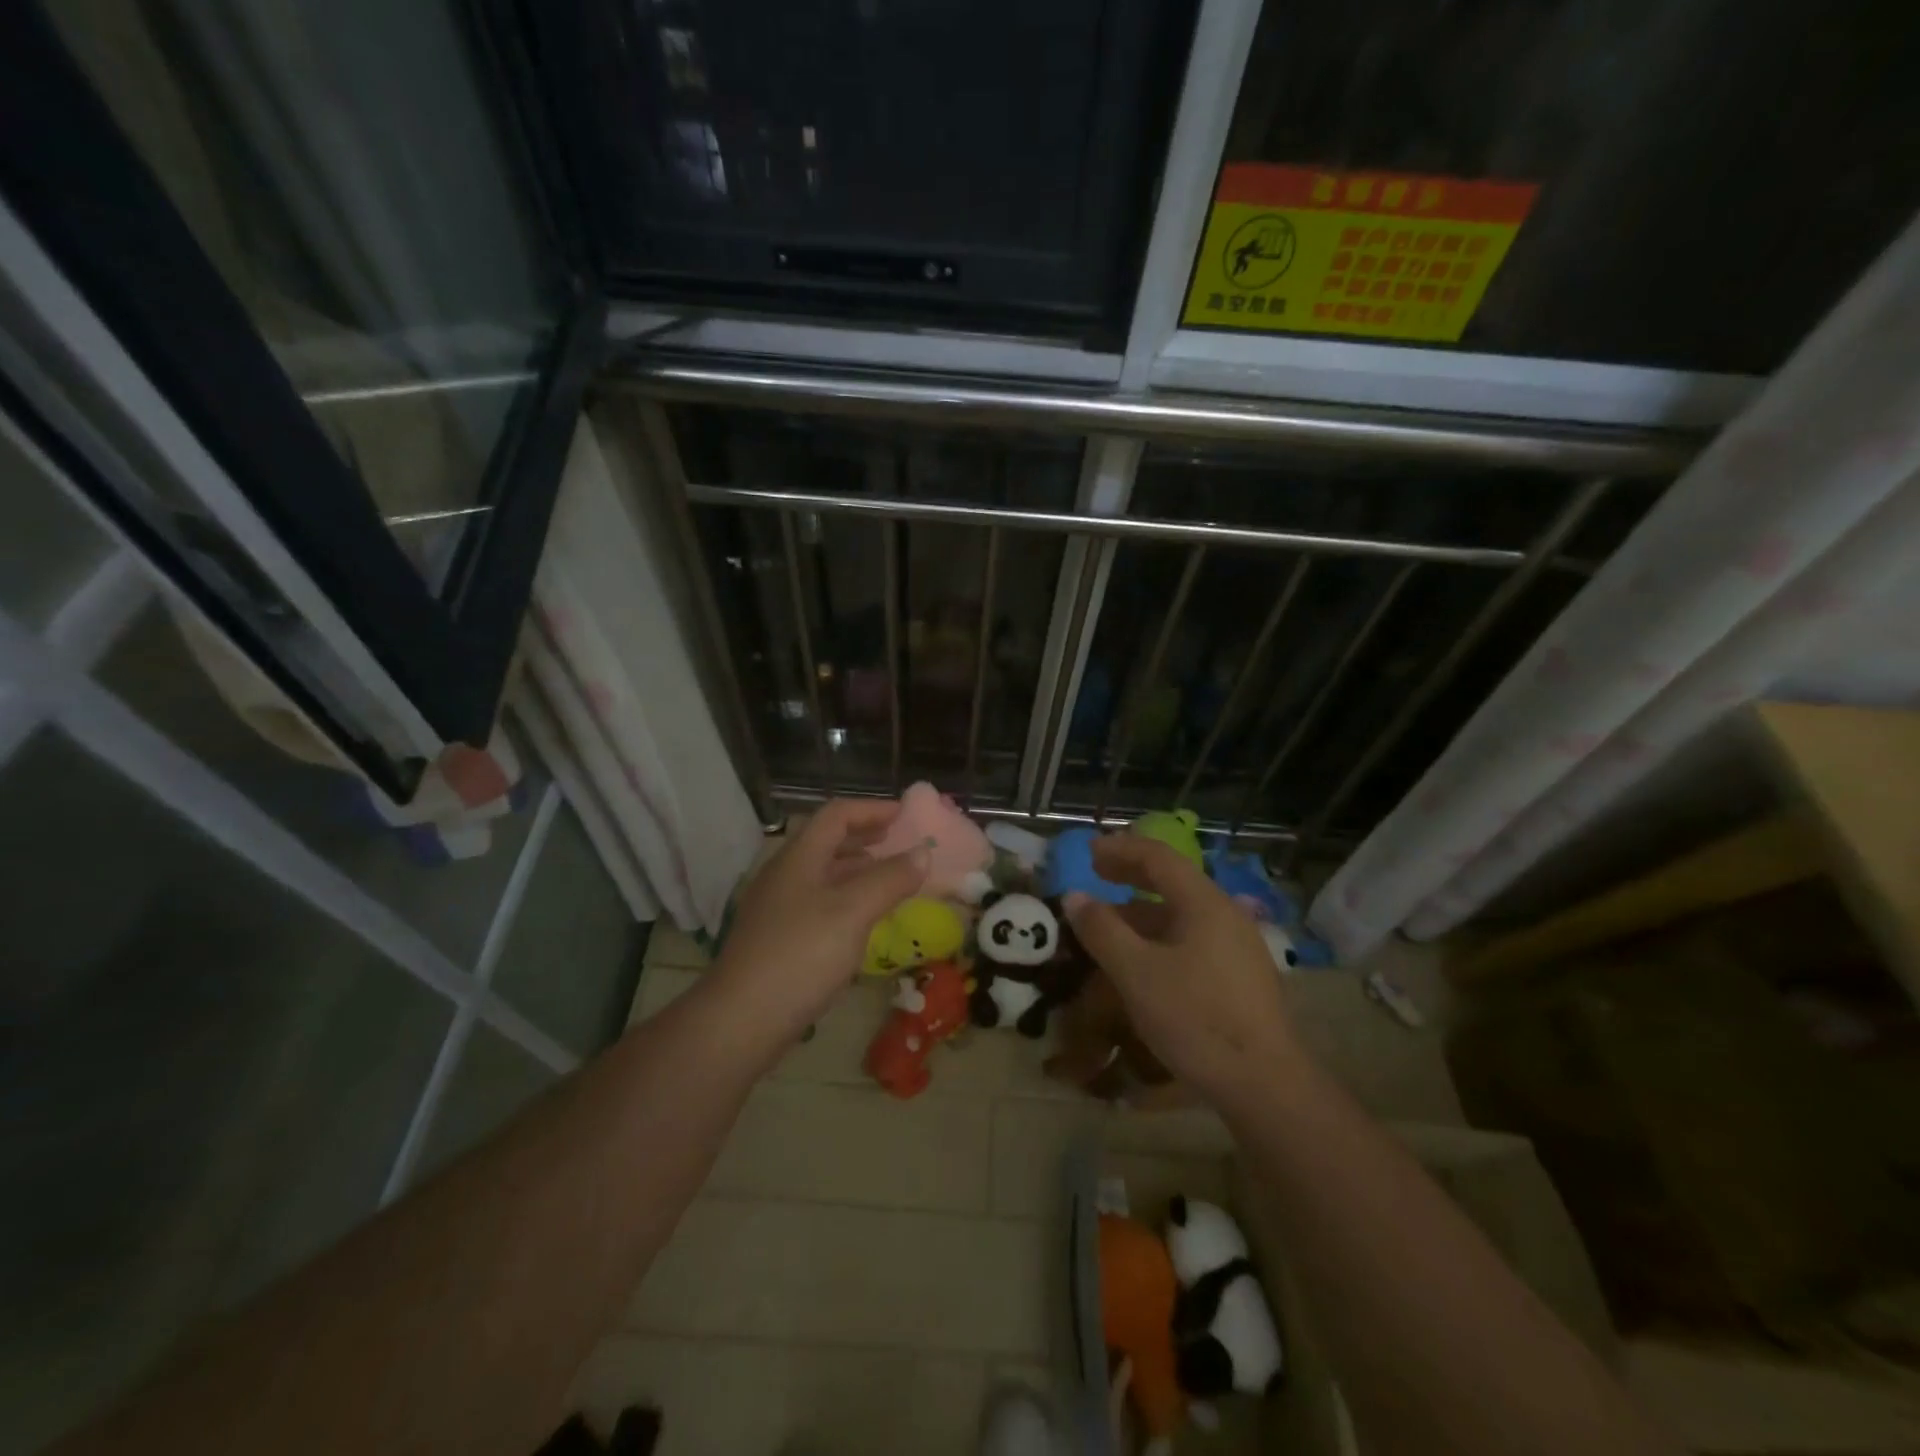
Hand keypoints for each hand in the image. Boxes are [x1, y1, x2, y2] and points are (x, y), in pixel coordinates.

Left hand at [705, 800, 929, 1052]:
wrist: (740, 1021)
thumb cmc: (800, 956)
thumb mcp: (853, 912)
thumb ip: (889, 879)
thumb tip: (922, 853)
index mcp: (798, 858)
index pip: (836, 815)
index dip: (872, 809)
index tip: (905, 815)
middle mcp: (784, 875)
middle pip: (826, 841)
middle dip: (865, 837)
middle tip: (899, 842)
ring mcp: (777, 908)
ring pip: (822, 874)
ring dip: (856, 869)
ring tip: (888, 878)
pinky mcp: (777, 939)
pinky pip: (818, 903)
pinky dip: (846, 898)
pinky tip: (861, 921)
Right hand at [1063, 836, 1298, 1106]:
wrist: (1266, 1085)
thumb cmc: (1196, 1018)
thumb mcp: (1136, 973)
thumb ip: (1102, 930)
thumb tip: (1074, 896)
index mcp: (1204, 903)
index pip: (1158, 857)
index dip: (1120, 849)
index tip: (1088, 851)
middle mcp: (1225, 915)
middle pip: (1173, 881)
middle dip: (1131, 875)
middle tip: (1097, 875)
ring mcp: (1238, 947)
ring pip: (1182, 915)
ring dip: (1142, 912)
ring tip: (1109, 927)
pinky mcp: (1241, 976)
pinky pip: (1192, 940)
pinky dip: (1160, 938)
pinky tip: (1143, 963)